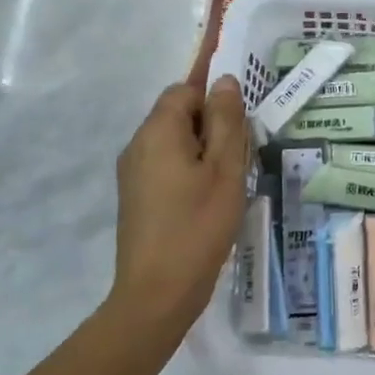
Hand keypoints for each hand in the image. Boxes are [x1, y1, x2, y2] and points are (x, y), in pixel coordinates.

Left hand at [106, 76, 251, 352]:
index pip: (184, 89)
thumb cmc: (198, 225)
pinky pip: (165, 165)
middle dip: (211, 123)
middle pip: (177, 114)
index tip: (240, 118)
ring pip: (173, 142)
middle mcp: (138, 145)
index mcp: (158, 131)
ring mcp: (132, 173)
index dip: (213, 96)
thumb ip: (226, 121)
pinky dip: (189, 169)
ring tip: (230, 178)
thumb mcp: (225, 170)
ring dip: (202, 148)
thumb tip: (223, 81)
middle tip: (242, 151)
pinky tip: (210, 197)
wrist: (157, 293)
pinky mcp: (136, 197)